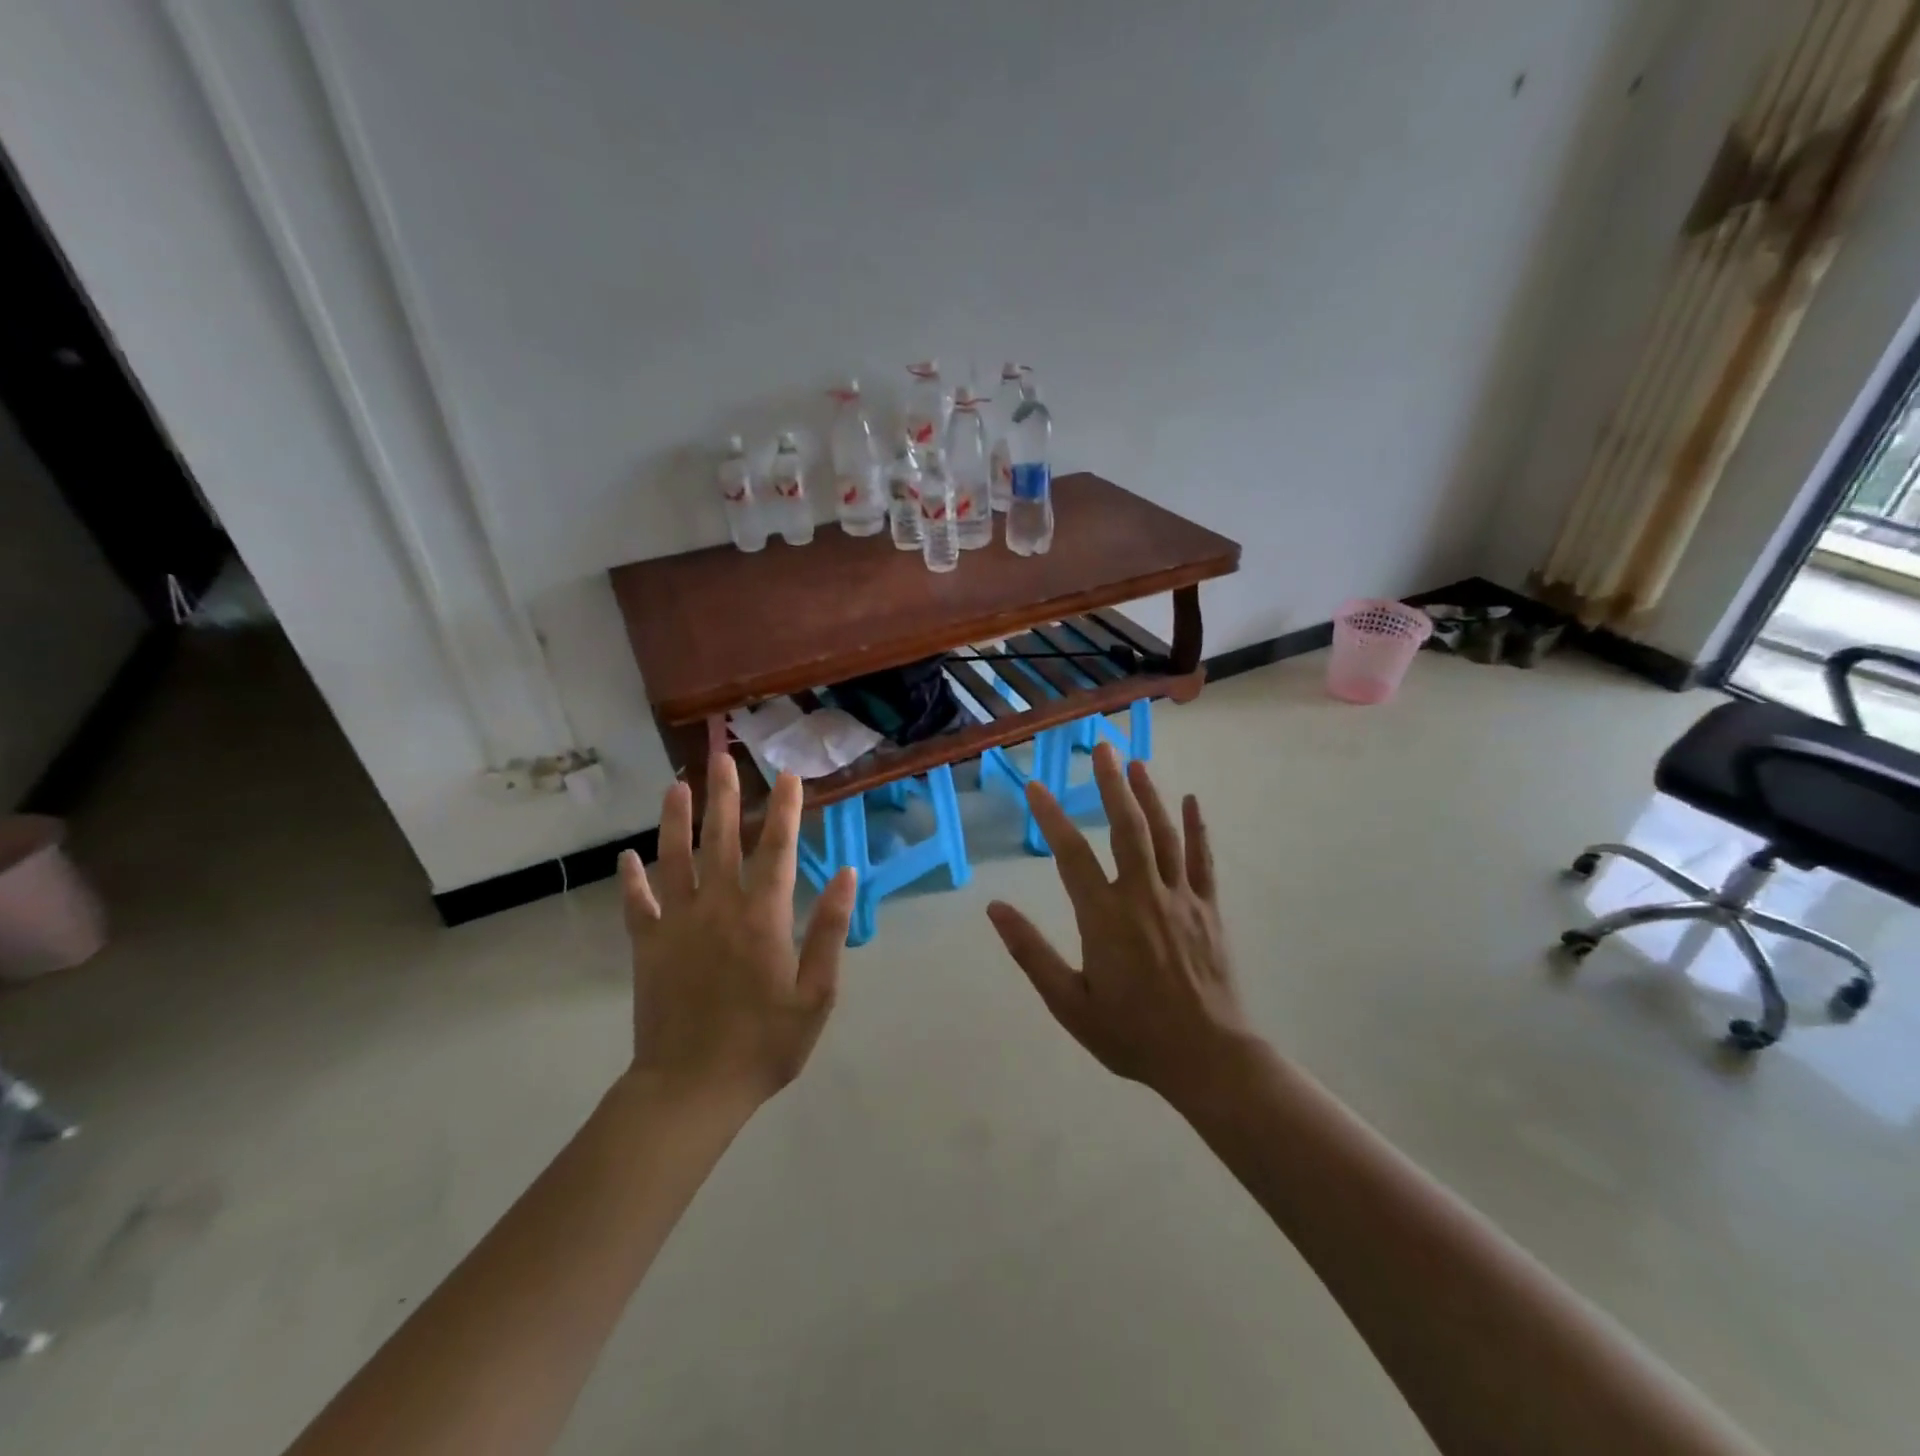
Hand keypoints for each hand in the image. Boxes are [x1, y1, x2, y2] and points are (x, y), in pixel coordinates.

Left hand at [618, 753, 856, 1109]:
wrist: (692, 1088)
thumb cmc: (764, 1044)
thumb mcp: (817, 994)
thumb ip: (830, 930)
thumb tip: (847, 874)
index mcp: (764, 916)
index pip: (779, 848)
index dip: (785, 808)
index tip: (788, 774)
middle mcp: (719, 906)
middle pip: (723, 838)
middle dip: (726, 794)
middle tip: (723, 756)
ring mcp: (678, 923)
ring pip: (676, 857)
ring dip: (676, 819)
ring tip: (676, 785)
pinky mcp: (647, 945)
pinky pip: (637, 903)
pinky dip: (631, 879)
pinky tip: (628, 857)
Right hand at [987, 743, 1254, 1106]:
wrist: (1207, 1058)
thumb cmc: (1131, 1034)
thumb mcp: (1069, 1003)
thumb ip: (1031, 953)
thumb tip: (995, 908)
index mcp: (1105, 917)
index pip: (1071, 854)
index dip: (1050, 817)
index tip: (1035, 786)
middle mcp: (1143, 896)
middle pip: (1126, 828)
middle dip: (1111, 784)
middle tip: (1100, 747)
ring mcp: (1181, 898)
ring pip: (1164, 835)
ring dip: (1149, 795)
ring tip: (1134, 761)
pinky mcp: (1209, 909)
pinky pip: (1203, 860)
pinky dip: (1198, 828)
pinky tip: (1191, 799)